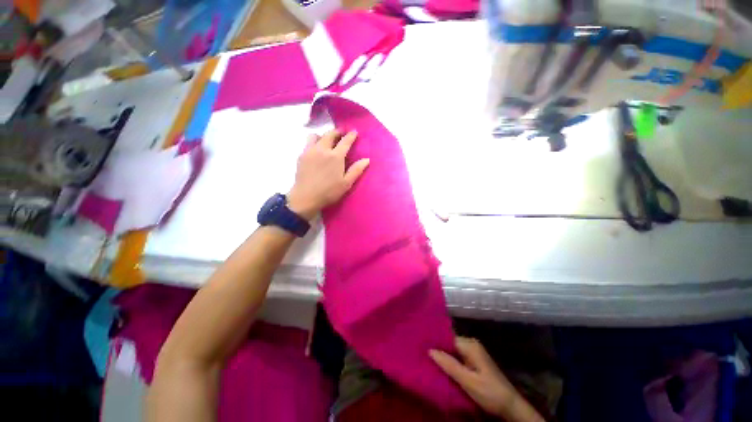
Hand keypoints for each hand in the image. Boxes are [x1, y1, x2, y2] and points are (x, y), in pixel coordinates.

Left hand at [287, 130, 369, 220]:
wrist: (306, 197)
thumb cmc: (329, 192)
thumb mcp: (346, 183)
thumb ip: (356, 170)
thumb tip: (367, 159)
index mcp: (336, 156)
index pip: (345, 141)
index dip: (351, 135)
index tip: (354, 132)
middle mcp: (322, 149)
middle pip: (330, 134)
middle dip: (337, 132)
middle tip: (341, 134)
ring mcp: (310, 151)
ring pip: (316, 136)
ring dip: (323, 136)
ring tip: (327, 141)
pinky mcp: (302, 155)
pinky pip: (308, 143)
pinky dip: (314, 142)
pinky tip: (316, 151)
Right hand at [430, 337, 544, 421]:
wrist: (511, 406)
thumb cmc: (490, 392)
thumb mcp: (468, 381)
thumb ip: (449, 365)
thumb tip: (430, 350)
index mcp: (470, 345)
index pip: (447, 338)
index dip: (434, 342)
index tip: (420, 345)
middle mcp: (471, 344)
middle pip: (449, 343)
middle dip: (437, 349)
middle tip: (421, 353)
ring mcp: (473, 353)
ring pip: (452, 351)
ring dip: (443, 356)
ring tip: (427, 359)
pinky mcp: (474, 361)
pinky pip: (457, 357)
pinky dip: (449, 361)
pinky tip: (441, 367)